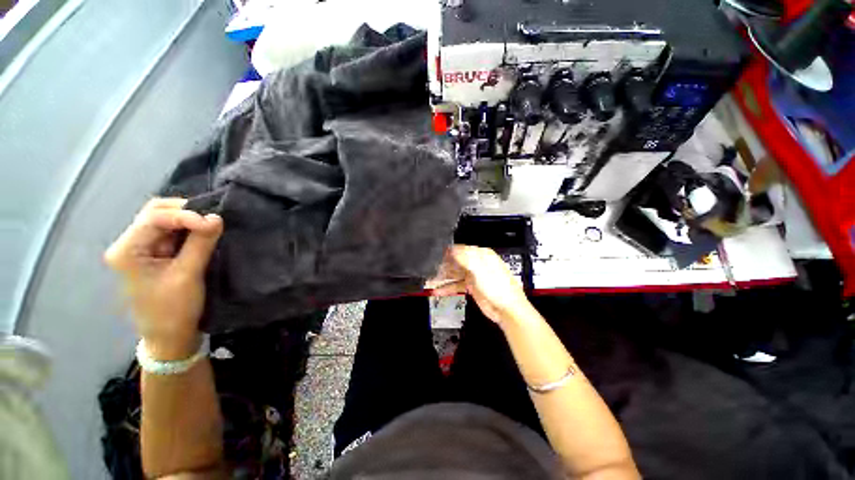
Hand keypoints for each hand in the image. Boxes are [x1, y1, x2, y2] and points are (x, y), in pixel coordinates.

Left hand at [104, 198, 222, 359]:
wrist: (169, 336)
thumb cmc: (173, 309)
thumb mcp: (188, 275)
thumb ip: (201, 243)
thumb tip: (217, 217)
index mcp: (127, 251)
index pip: (154, 218)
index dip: (185, 215)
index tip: (214, 222)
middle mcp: (129, 244)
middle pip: (154, 212)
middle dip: (184, 211)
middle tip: (212, 217)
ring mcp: (141, 249)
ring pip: (163, 220)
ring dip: (187, 219)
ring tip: (210, 224)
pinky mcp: (154, 254)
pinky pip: (170, 233)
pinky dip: (188, 229)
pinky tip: (203, 233)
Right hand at [429, 245, 532, 324]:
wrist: (507, 310)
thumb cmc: (499, 288)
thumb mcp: (480, 270)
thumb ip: (465, 258)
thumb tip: (453, 249)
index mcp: (482, 255)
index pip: (462, 249)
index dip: (449, 252)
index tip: (437, 255)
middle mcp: (477, 263)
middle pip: (456, 261)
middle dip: (443, 265)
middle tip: (431, 269)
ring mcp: (474, 275)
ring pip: (454, 273)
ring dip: (443, 277)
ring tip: (430, 281)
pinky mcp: (471, 287)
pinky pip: (456, 285)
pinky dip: (447, 288)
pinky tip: (438, 291)